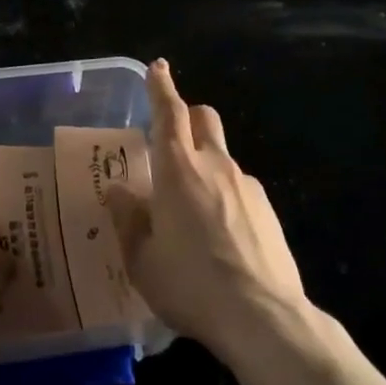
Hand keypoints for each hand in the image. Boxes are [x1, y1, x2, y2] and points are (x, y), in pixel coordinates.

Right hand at [108, 59, 306, 354]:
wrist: (263, 318)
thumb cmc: (190, 284)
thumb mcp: (142, 258)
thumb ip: (127, 218)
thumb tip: (117, 191)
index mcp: (177, 169)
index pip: (169, 112)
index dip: (161, 87)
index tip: (158, 67)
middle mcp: (214, 165)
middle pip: (204, 118)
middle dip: (187, 114)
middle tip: (170, 135)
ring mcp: (247, 186)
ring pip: (222, 155)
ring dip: (205, 162)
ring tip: (191, 207)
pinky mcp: (268, 211)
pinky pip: (240, 187)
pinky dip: (224, 194)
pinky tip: (219, 234)